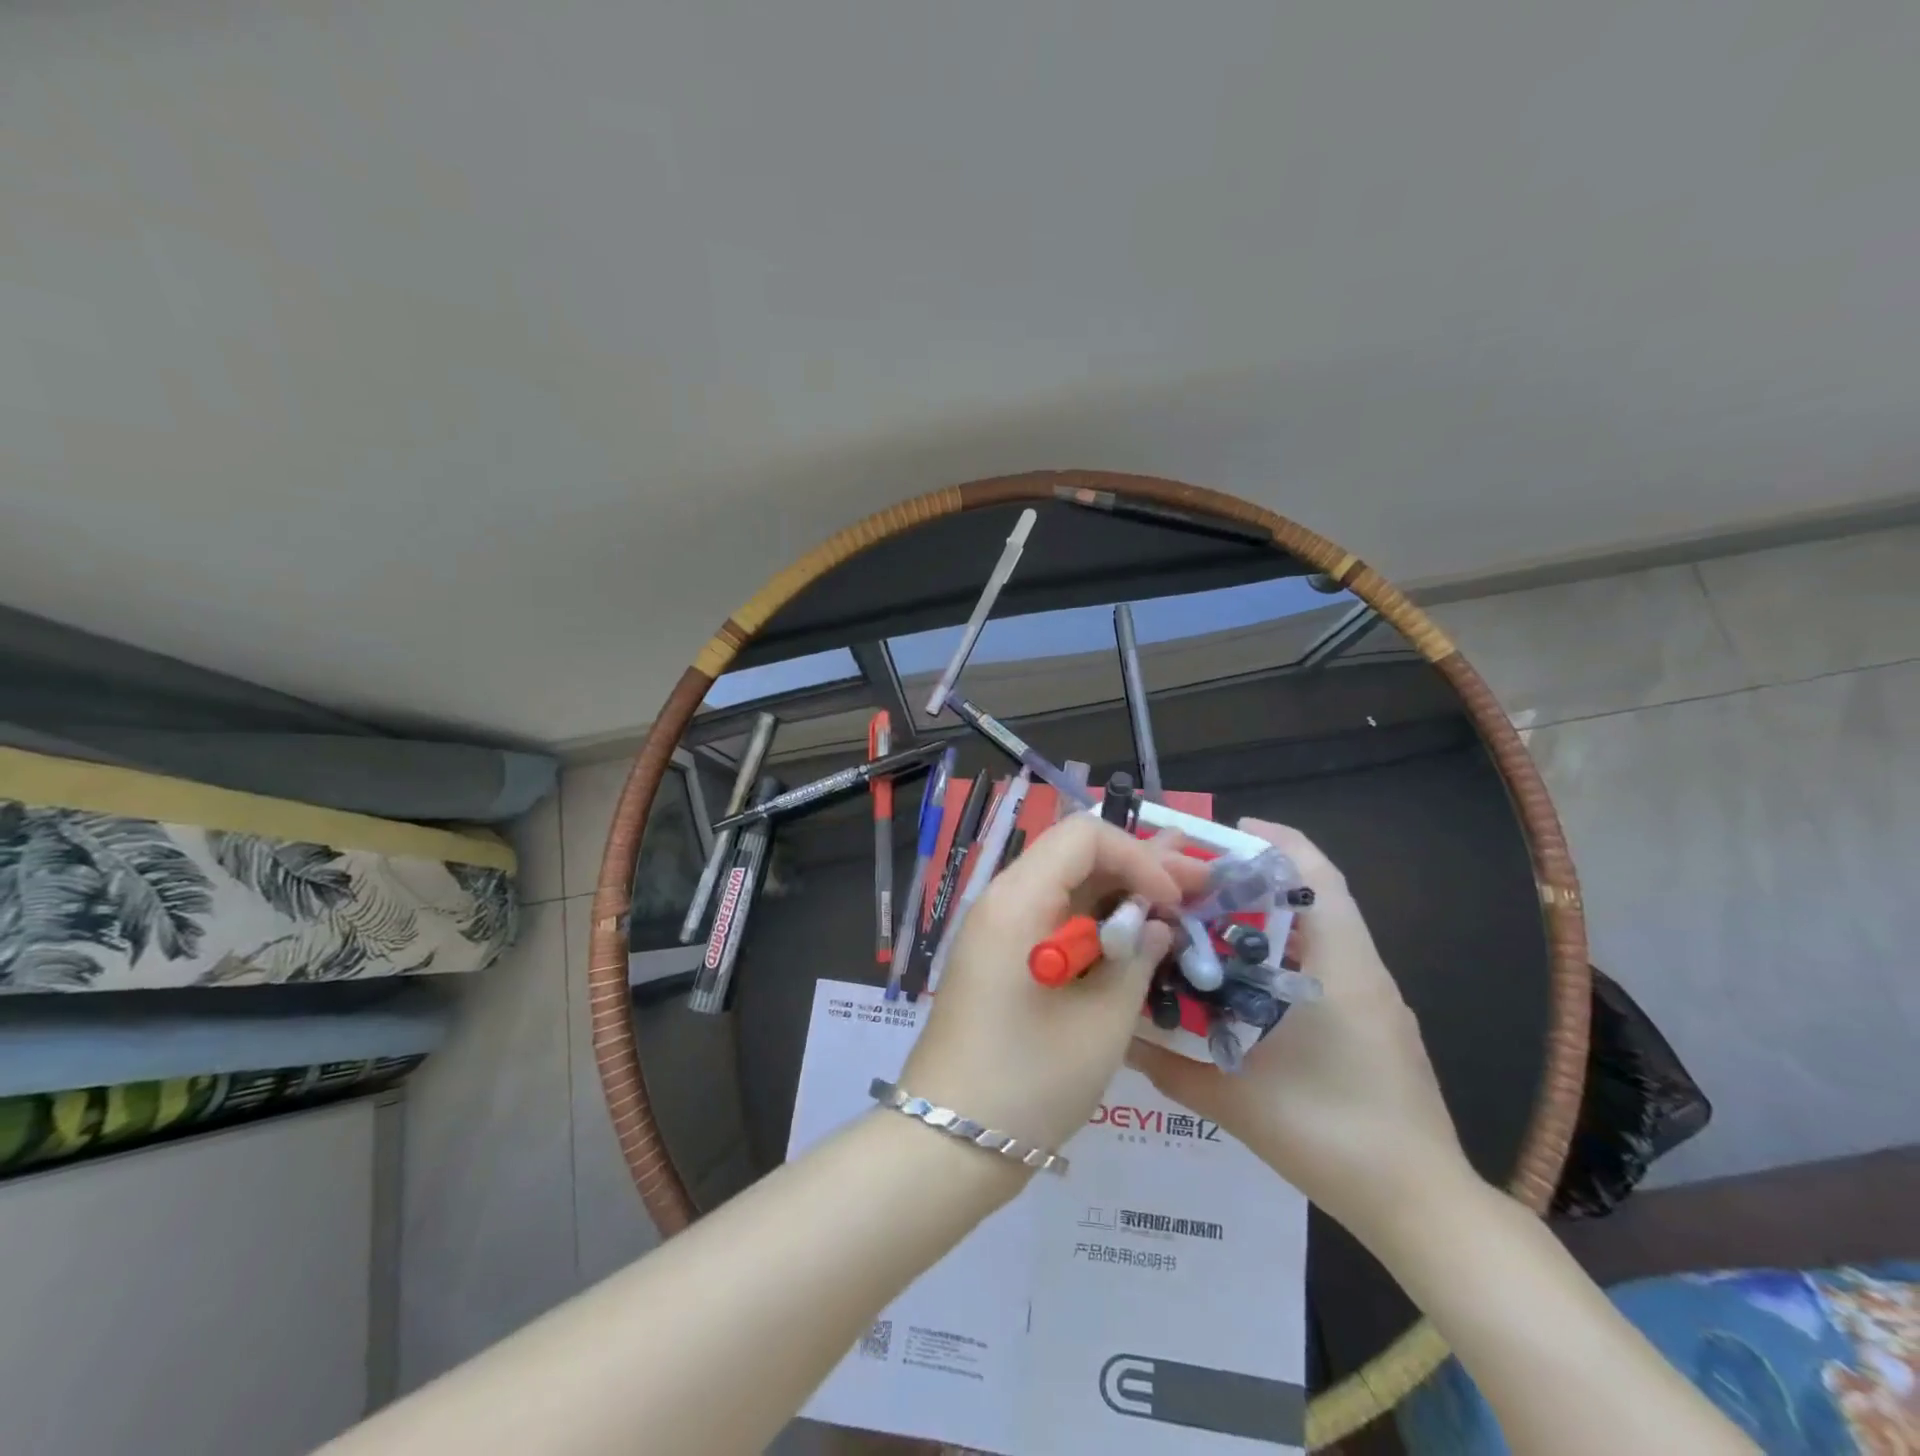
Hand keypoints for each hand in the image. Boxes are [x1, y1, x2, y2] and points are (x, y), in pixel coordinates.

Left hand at [900, 813, 1208, 1153]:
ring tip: (1174, 913)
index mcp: (1017, 900)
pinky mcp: (999, 959)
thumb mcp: (1101, 1023)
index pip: (1084, 835)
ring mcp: (997, 930)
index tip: (1172, 904)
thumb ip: (1136, 960)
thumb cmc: (1028, 1082)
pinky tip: (1131, 946)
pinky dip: (1094, 925)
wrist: (949, 1143)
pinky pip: (1052, 920)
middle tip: (1196, 891)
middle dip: (1137, 869)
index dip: (1138, 857)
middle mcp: (1002, 901)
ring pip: (1066, 888)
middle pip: (1075, 856)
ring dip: (1119, 897)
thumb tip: (1155, 925)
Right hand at [1127, 820, 1472, 1244]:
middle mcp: (1362, 969)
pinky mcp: (1375, 1023)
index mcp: (1340, 967)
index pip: (1316, 876)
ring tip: (1211, 920)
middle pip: (1315, 894)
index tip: (1226, 831)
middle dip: (1257, 877)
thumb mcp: (1237, 1101)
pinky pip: (1327, 962)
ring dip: (1271, 915)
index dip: (1275, 842)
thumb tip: (1118, 1038)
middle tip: (1198, 880)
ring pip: (1321, 930)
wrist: (1423, 1207)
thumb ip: (1169, 1067)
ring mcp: (1374, 998)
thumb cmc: (1333, 1137)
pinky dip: (1286, 950)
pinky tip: (1245, 978)